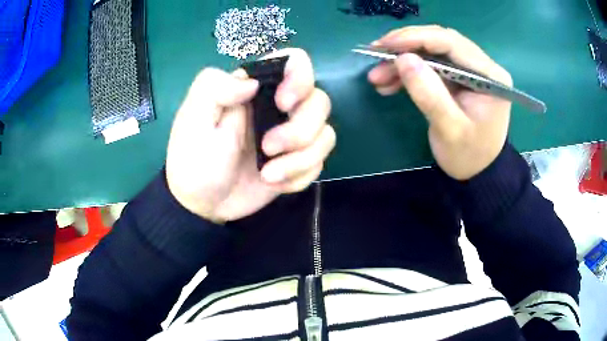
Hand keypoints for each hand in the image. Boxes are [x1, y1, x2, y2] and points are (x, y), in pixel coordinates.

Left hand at [166, 49, 334, 222]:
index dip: (300, 78)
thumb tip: (251, 83)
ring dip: (301, 158)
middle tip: (268, 148)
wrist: (202, 203)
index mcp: (255, 89)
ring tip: (268, 175)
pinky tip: (275, 183)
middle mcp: (278, 108)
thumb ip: (213, 85)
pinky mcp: (297, 163)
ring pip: (325, 134)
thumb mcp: (192, 118)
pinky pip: (319, 163)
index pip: (296, 63)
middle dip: (300, 129)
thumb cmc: (193, 159)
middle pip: (319, 102)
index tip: (282, 104)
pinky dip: (300, 175)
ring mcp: (291, 137)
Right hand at [368, 25, 512, 179]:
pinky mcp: (458, 77)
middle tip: (376, 54)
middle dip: (406, 46)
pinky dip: (408, 71)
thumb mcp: (449, 130)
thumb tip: (403, 59)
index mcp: (489, 75)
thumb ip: (429, 94)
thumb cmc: (469, 156)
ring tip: (377, 76)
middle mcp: (482, 66)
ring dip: (402, 60)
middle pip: (439, 41)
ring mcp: (470, 70)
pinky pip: (430, 65)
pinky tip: (389, 82)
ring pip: (432, 51)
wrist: (477, 173)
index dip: (416, 38)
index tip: (385, 45)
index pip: (451, 42)